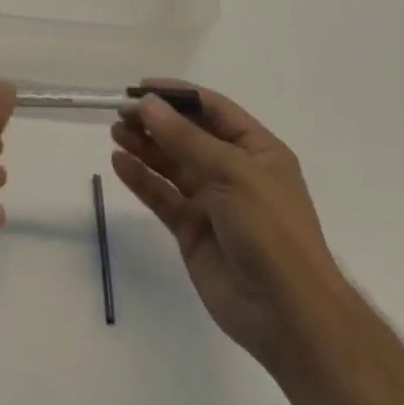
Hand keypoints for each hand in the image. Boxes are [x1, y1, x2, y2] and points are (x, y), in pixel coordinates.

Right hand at [111, 82, 341, 370]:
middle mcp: (234, 171)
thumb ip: (185, 138)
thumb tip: (146, 103)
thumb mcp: (232, 172)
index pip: (212, 109)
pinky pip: (163, 196)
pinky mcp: (193, 232)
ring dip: (144, 146)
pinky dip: (141, 179)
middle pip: (188, 135)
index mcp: (256, 150)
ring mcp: (213, 202)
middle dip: (155, 120)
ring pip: (171, 164)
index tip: (140, 87)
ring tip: (115, 132)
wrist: (288, 317)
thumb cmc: (271, 230)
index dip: (177, 94)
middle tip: (120, 111)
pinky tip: (119, 163)